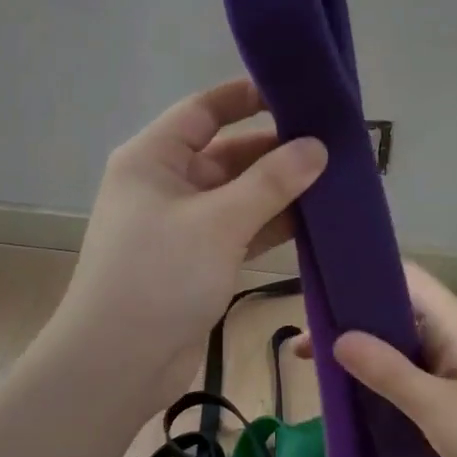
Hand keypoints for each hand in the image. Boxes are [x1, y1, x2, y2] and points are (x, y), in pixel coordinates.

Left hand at [48, 78, 326, 413]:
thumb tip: (317, 147)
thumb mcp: (219, 222)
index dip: (247, 97)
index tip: (298, 94)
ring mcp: (183, 226)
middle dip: (275, 150)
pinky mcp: (199, 261)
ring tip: (336, 179)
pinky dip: (272, 225)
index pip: (203, 110)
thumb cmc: (160, 277)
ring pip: (239, 195)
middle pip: (227, 153)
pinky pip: (241, 230)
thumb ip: (271, 182)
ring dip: (280, 190)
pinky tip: (314, 221)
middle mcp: (166, 185)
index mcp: (153, 159)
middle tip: (334, 144)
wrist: (120, 362)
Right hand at [329, 264, 456, 456]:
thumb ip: (388, 372)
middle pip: (395, 311)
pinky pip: (411, 376)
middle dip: (351, 321)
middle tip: (305, 344)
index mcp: (454, 323)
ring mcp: (456, 366)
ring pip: (400, 346)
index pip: (403, 277)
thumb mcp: (438, 407)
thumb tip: (338, 338)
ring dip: (364, 354)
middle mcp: (453, 335)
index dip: (361, 276)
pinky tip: (356, 397)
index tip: (318, 294)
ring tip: (319, 369)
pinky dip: (382, 380)